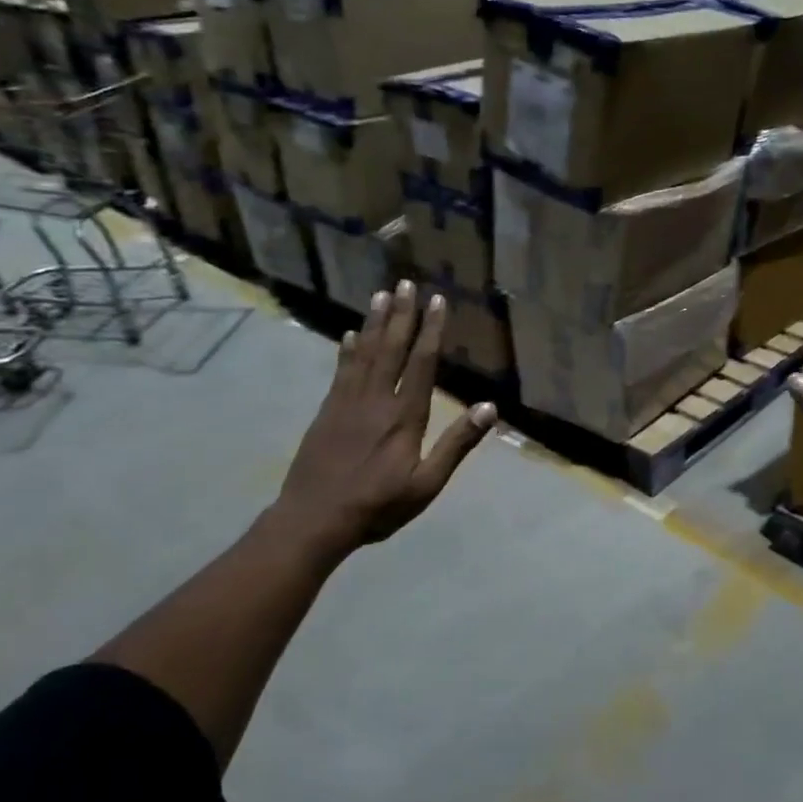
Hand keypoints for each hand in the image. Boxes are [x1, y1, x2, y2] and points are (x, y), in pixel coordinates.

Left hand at [275, 280, 494, 552]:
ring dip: (374, 323)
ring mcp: (347, 403)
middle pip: (391, 348)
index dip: (431, 330)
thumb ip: (456, 444)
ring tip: (381, 295)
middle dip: (401, 314)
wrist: (314, 519)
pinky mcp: (327, 412)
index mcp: (405, 416)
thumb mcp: (426, 484)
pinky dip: (346, 350)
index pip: (422, 363)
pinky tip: (348, 335)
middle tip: (405, 282)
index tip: (437, 300)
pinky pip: (340, 371)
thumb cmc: (377, 505)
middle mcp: (376, 400)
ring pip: (364, 353)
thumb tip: (489, 408)